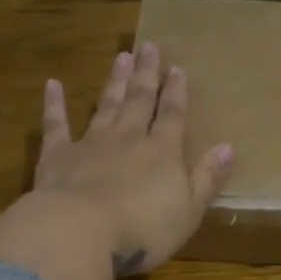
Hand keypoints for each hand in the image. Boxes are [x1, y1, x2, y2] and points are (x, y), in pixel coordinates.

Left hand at [34, 43, 232, 275]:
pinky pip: (56, 124)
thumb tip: (228, 148)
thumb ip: (207, 178)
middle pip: (139, 100)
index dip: (176, 92)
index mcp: (162, 153)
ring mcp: (90, 144)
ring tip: (120, 56)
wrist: (80, 232)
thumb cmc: (143, 229)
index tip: (177, 68)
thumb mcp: (188, 211)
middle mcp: (127, 139)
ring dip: (114, 81)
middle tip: (148, 47)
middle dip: (146, 74)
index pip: (172, 115)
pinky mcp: (57, 156)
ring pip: (105, 105)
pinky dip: (54, 104)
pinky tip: (52, 85)